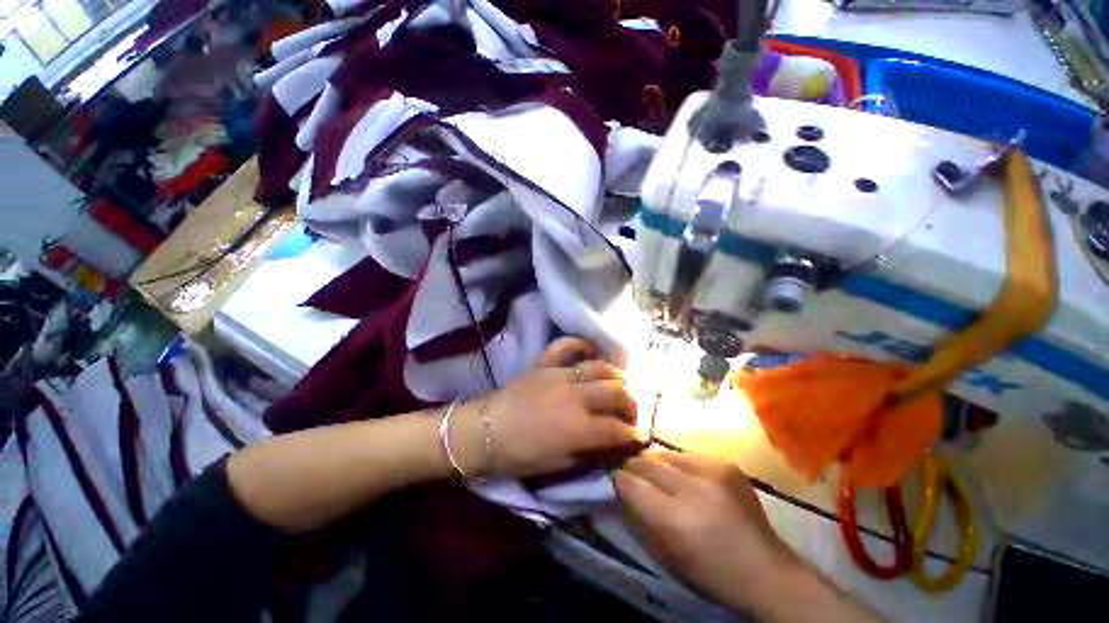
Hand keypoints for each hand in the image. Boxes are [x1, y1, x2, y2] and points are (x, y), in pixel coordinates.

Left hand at [452, 337, 641, 478]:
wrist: (484, 431)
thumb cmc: (520, 455)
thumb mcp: (558, 465)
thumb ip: (589, 453)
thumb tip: (611, 445)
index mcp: (578, 427)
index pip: (617, 428)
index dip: (633, 434)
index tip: (639, 437)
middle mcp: (575, 396)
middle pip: (616, 392)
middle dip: (632, 403)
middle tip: (631, 413)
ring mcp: (560, 375)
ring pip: (600, 368)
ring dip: (616, 376)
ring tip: (620, 385)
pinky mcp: (545, 363)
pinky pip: (566, 346)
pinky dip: (581, 345)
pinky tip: (591, 350)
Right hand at [613, 452, 798, 613]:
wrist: (766, 570)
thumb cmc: (710, 573)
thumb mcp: (665, 555)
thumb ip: (639, 517)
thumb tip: (621, 487)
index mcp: (675, 519)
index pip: (631, 483)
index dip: (617, 477)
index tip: (612, 475)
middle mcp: (692, 488)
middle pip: (647, 463)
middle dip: (632, 465)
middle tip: (627, 470)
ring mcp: (712, 471)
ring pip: (665, 454)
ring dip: (655, 463)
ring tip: (655, 473)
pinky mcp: (726, 463)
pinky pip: (688, 455)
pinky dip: (678, 464)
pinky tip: (683, 477)